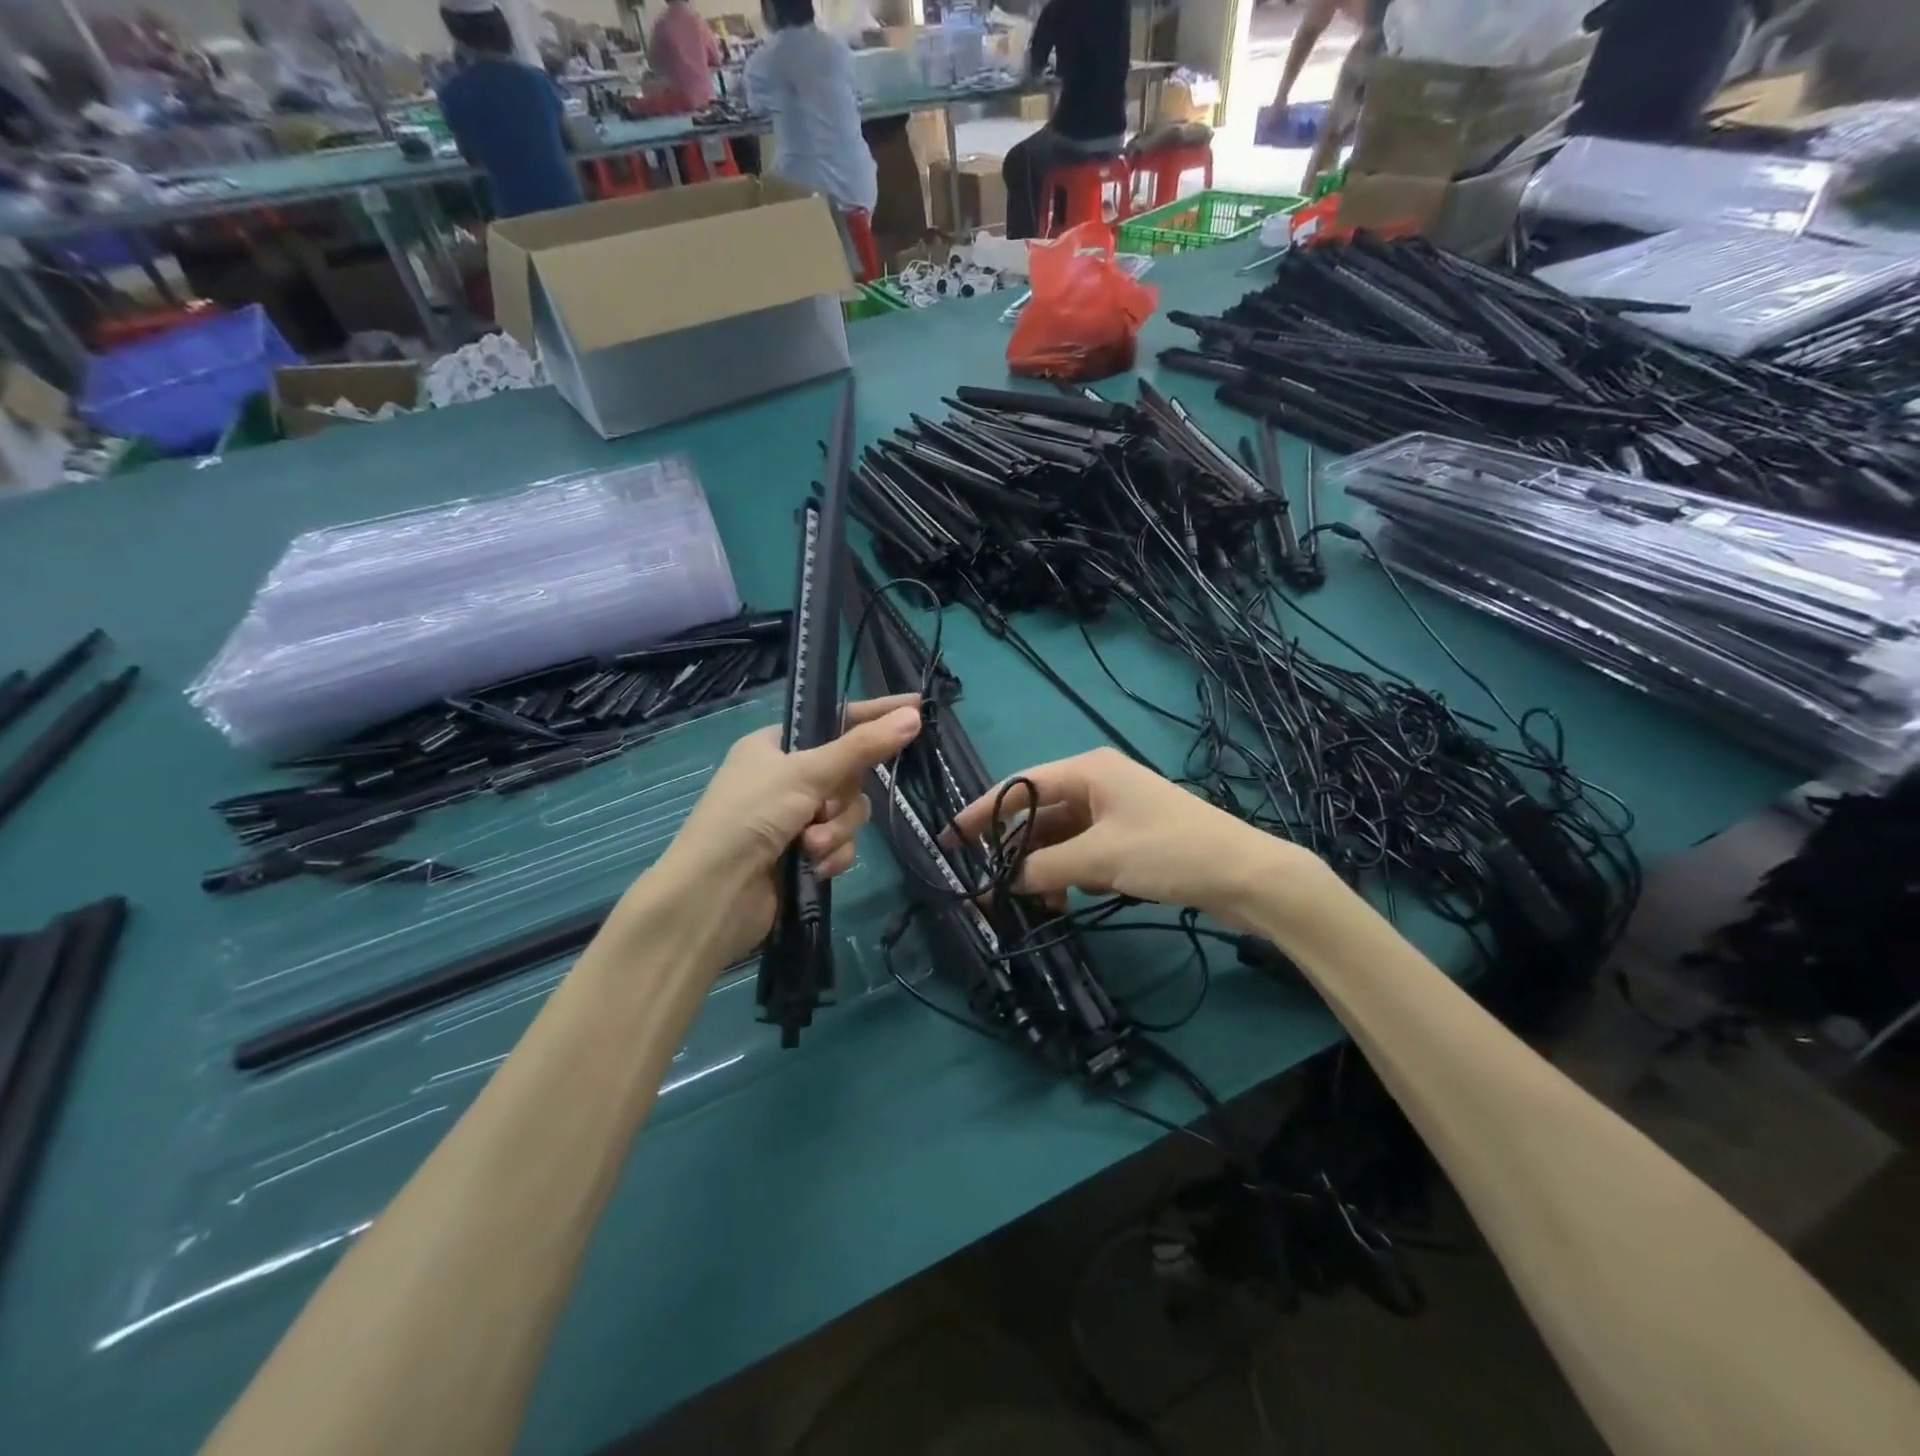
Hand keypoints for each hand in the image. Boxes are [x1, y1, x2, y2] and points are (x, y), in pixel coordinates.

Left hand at [652, 695, 921, 964]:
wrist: (714, 896)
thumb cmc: (750, 817)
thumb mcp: (806, 773)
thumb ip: (862, 747)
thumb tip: (913, 715)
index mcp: (774, 746)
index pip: (836, 720)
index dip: (875, 715)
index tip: (917, 707)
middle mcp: (785, 778)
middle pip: (849, 774)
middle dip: (842, 798)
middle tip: (824, 808)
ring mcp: (794, 819)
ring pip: (848, 813)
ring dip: (835, 831)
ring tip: (810, 846)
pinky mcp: (803, 855)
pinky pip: (841, 844)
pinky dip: (831, 855)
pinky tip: (812, 868)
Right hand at [948, 747, 1311, 930]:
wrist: (1245, 876)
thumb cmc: (1169, 851)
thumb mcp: (1100, 858)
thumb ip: (1045, 867)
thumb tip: (1006, 881)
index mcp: (1088, 771)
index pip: (1019, 787)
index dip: (982, 813)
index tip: (951, 839)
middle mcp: (1097, 784)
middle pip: (1038, 814)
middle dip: (1017, 851)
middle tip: (995, 887)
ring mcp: (1114, 811)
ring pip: (1060, 838)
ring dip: (1045, 868)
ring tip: (1042, 902)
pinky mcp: (1128, 837)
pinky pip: (1083, 852)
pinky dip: (1071, 873)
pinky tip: (1070, 899)